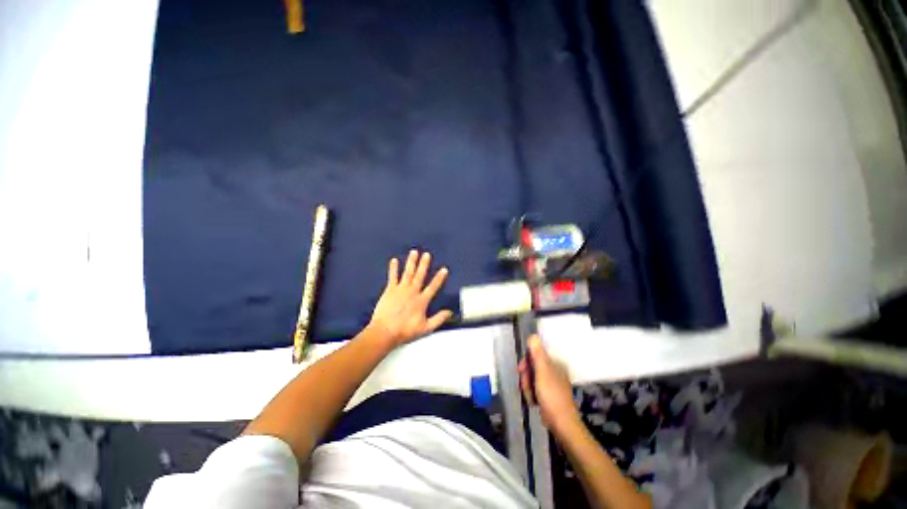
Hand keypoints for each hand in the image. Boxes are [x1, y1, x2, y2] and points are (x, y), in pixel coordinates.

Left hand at [368, 250, 452, 347]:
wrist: (385, 332)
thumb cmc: (405, 331)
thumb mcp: (426, 328)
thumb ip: (439, 319)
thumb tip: (450, 312)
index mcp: (421, 301)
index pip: (433, 287)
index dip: (439, 278)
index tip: (444, 269)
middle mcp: (412, 292)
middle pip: (420, 275)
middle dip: (424, 264)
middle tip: (427, 254)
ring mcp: (400, 290)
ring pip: (408, 273)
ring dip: (411, 262)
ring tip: (414, 252)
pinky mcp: (390, 290)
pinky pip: (392, 277)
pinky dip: (393, 268)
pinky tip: (394, 260)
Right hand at [519, 335, 581, 435]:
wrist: (561, 423)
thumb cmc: (552, 396)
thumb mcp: (542, 372)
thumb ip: (537, 354)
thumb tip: (533, 336)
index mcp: (554, 363)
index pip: (535, 354)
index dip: (526, 361)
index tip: (521, 369)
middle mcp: (553, 371)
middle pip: (532, 367)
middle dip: (526, 377)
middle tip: (526, 385)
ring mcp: (550, 383)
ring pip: (531, 378)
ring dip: (527, 387)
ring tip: (531, 396)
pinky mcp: (547, 394)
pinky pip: (534, 388)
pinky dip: (532, 394)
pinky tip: (533, 401)